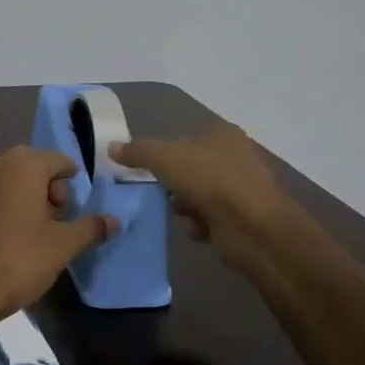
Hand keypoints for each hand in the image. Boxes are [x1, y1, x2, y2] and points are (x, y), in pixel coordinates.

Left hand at [0, 147, 115, 324]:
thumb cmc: (21, 259)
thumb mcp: (64, 245)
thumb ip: (91, 227)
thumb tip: (115, 221)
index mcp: (24, 165)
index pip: (60, 161)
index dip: (72, 184)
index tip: (73, 212)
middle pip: (36, 167)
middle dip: (50, 190)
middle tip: (57, 222)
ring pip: (14, 180)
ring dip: (29, 197)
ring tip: (37, 231)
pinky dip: (8, 205)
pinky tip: (12, 235)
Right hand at [111, 122, 299, 271]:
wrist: (253, 227)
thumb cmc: (209, 180)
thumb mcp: (164, 158)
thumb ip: (137, 152)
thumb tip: (112, 147)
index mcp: (221, 134)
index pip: (185, 137)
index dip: (164, 152)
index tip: (146, 169)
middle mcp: (235, 156)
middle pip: (192, 166)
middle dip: (174, 182)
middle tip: (158, 191)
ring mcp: (242, 188)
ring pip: (201, 193)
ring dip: (185, 204)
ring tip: (177, 213)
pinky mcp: (244, 217)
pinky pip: (212, 218)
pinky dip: (200, 224)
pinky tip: (195, 230)